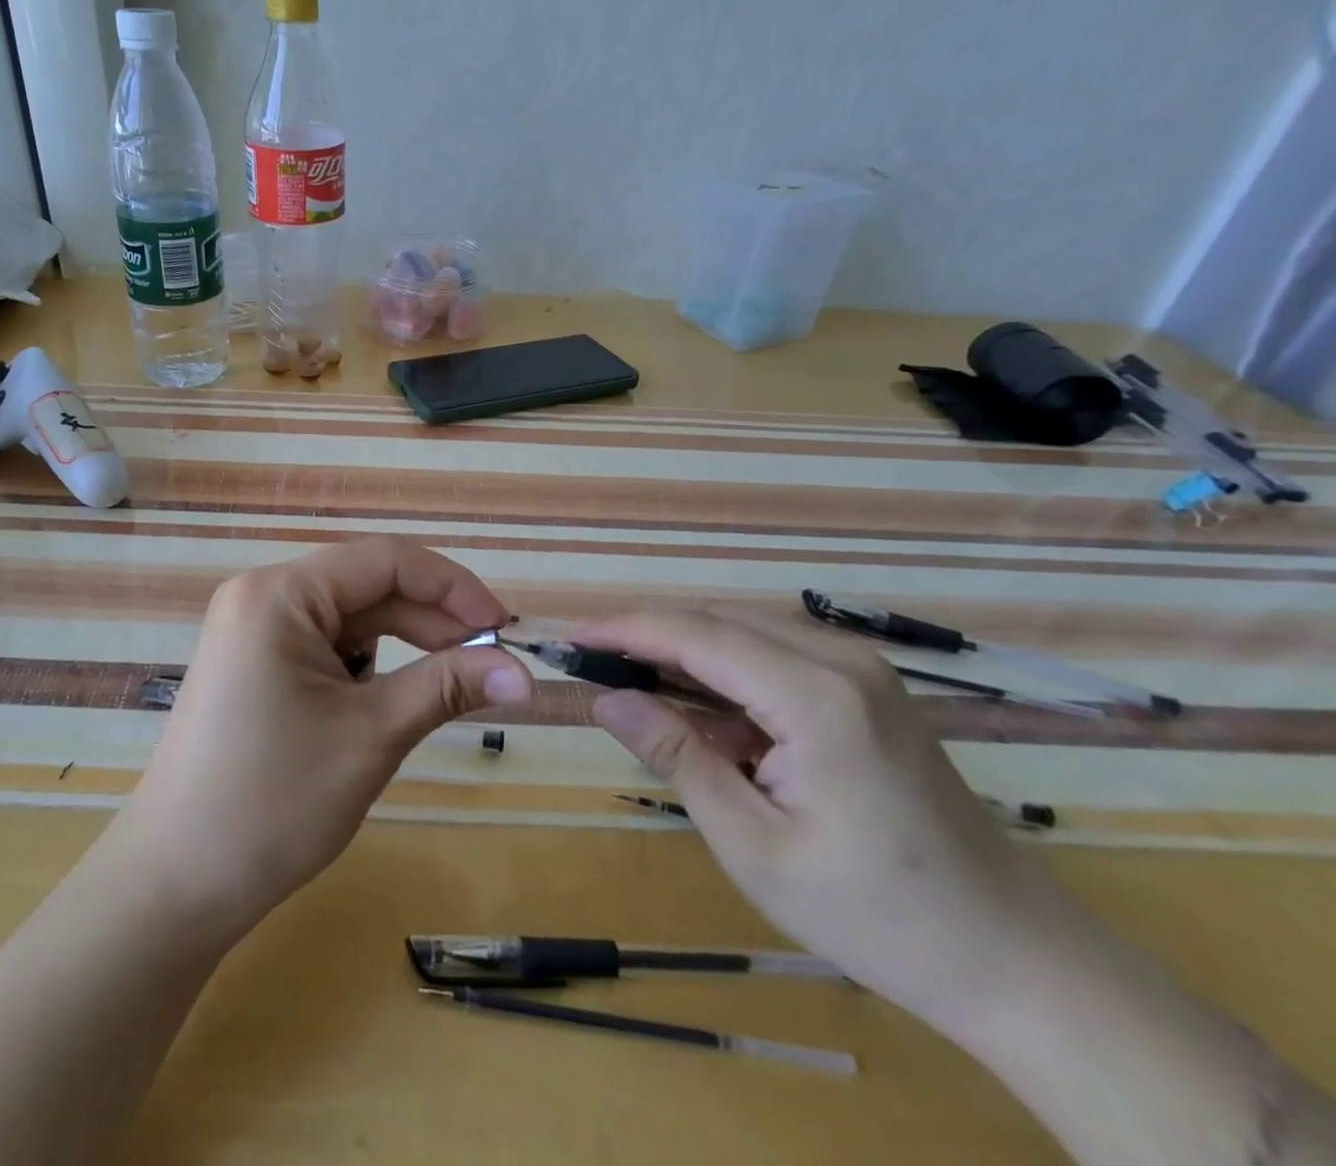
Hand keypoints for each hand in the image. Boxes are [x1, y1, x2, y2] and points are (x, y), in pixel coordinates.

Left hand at [119, 538, 532, 938]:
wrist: (176, 885)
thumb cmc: (273, 803)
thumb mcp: (372, 736)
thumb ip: (448, 686)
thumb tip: (524, 671)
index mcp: (280, 594)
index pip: (385, 560)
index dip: (453, 586)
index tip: (504, 627)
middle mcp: (263, 596)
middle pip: (369, 587)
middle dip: (434, 621)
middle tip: (494, 663)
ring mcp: (255, 630)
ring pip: (352, 618)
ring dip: (407, 644)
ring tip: (455, 682)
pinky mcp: (257, 665)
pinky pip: (328, 645)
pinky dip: (371, 665)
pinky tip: (394, 698)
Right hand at [582, 608, 1087, 1038]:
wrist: (1014, 957)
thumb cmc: (876, 914)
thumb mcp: (754, 844)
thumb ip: (677, 757)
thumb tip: (608, 697)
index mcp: (817, 695)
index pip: (696, 634)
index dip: (624, 630)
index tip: (567, 638)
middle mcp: (839, 660)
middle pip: (716, 623)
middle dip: (645, 639)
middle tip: (586, 665)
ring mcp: (858, 670)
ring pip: (740, 636)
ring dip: (680, 657)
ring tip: (626, 686)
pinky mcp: (863, 688)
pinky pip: (771, 661)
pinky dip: (721, 679)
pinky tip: (696, 715)